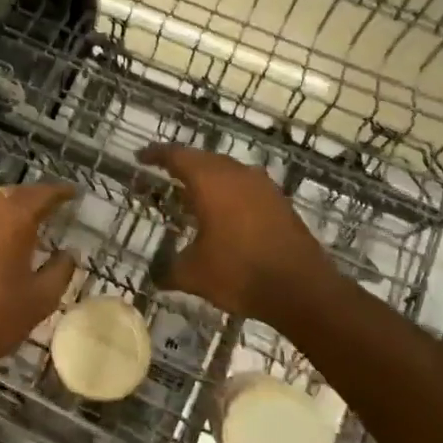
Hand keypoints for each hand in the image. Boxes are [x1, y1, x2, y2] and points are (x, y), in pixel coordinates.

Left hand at [0, 182, 77, 376]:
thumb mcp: (41, 299)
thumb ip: (60, 270)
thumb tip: (70, 253)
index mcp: (13, 218)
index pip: (41, 194)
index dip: (59, 192)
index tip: (72, 193)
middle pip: (13, 193)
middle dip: (32, 198)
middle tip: (49, 207)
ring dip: (7, 207)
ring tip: (23, 222)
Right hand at [139, 144, 337, 324]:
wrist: (302, 289)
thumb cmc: (239, 273)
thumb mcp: (193, 274)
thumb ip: (169, 270)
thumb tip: (155, 276)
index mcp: (210, 182)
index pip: (177, 156)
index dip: (156, 154)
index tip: (141, 157)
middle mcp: (237, 175)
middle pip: (203, 158)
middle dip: (182, 164)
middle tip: (164, 173)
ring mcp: (263, 187)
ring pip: (228, 171)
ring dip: (208, 177)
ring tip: (192, 193)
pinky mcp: (279, 203)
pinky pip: (246, 187)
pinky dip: (229, 192)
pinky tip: (223, 212)